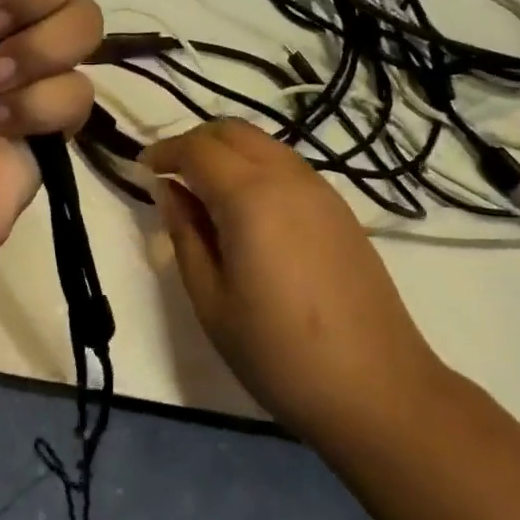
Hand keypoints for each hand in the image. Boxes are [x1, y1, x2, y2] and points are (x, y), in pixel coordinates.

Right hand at [145, 120, 444, 443]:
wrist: (377, 388)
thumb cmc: (279, 353)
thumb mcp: (212, 301)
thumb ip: (185, 234)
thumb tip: (168, 190)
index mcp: (250, 196)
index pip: (197, 149)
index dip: (164, 152)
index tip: (142, 169)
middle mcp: (286, 176)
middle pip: (231, 131)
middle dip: (194, 142)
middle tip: (171, 175)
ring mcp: (319, 188)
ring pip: (262, 142)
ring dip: (227, 152)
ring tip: (205, 191)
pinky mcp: (338, 206)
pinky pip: (286, 164)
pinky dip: (255, 166)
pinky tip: (247, 209)